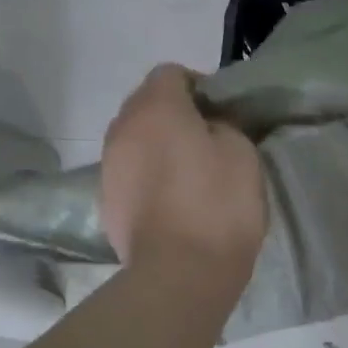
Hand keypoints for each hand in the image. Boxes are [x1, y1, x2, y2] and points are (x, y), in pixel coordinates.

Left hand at [101, 65, 266, 284]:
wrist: (180, 273)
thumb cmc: (218, 205)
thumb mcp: (241, 152)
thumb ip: (222, 125)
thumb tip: (206, 126)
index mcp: (155, 108)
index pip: (171, 73)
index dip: (199, 86)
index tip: (222, 112)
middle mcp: (122, 129)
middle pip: (146, 104)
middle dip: (175, 113)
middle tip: (208, 139)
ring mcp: (109, 166)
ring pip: (135, 139)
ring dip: (159, 145)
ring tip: (190, 171)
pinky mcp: (106, 201)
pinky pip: (130, 172)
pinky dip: (149, 175)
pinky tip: (173, 199)